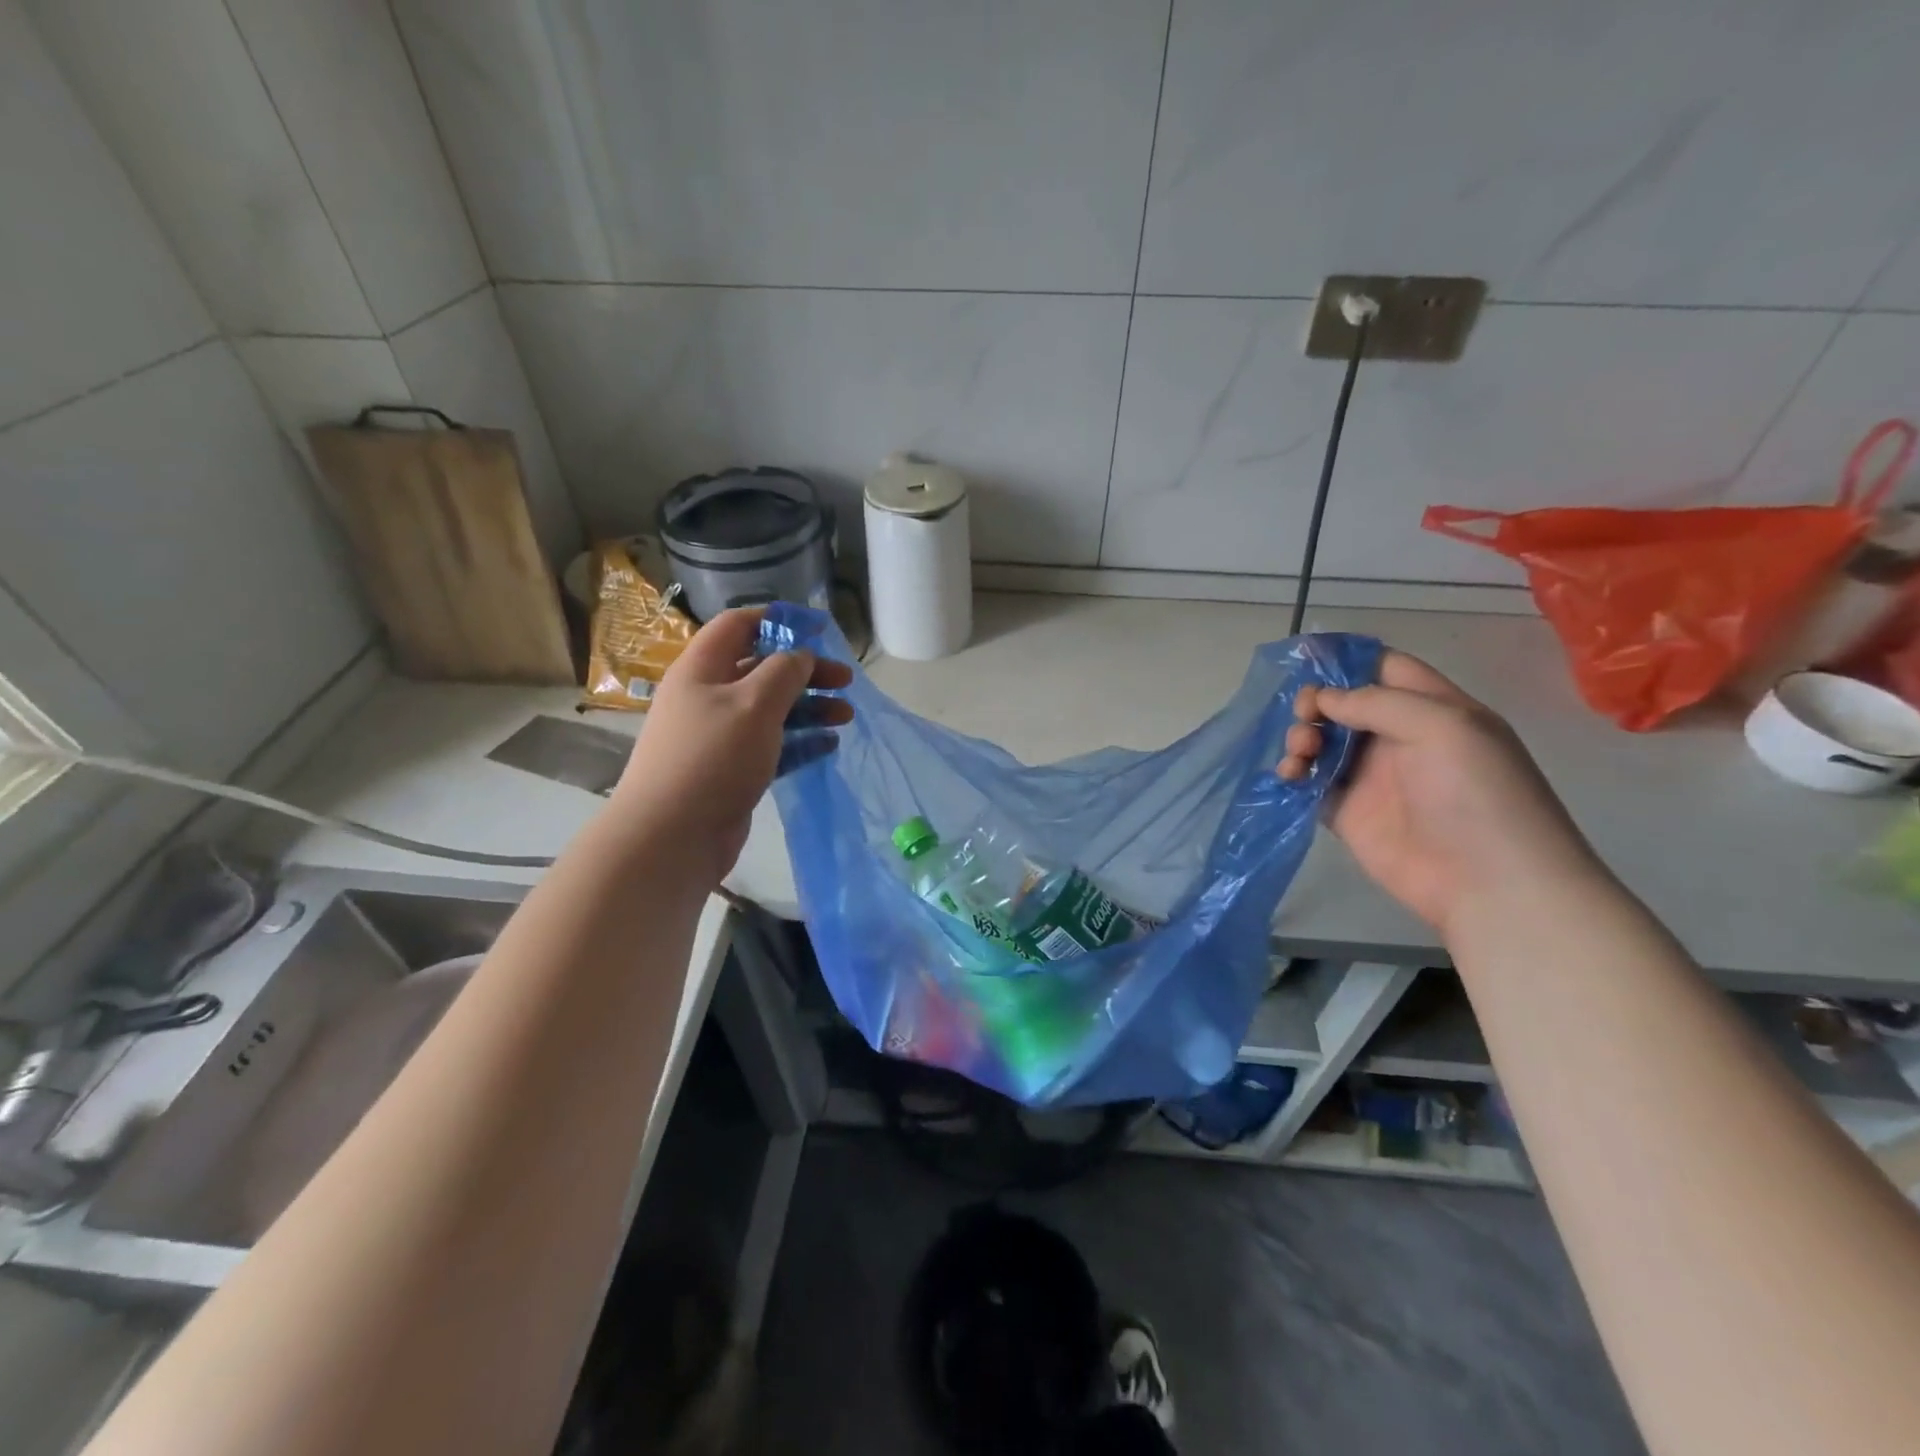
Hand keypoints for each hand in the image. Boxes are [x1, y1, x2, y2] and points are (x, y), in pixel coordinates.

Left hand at [614, 607, 851, 882]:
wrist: (672, 837)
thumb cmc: (713, 757)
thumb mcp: (754, 703)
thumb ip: (784, 672)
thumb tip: (800, 656)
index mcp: (703, 669)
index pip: (739, 625)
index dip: (779, 620)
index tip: (819, 628)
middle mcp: (708, 697)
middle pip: (762, 669)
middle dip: (806, 671)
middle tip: (846, 680)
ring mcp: (720, 736)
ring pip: (771, 710)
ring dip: (809, 708)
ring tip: (846, 716)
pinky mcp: (732, 770)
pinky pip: (772, 746)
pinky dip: (800, 742)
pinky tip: (829, 745)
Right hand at [1278, 651, 1600, 932]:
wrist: (1488, 883)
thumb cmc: (1476, 794)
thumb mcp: (1442, 727)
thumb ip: (1378, 703)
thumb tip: (1324, 699)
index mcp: (1433, 710)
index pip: (1385, 669)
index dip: (1347, 660)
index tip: (1304, 657)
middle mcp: (1400, 738)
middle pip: (1344, 704)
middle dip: (1316, 702)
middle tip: (1304, 716)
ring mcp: (1372, 777)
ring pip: (1322, 741)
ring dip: (1301, 737)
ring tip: (1299, 753)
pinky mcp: (1348, 812)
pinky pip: (1310, 782)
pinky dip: (1293, 773)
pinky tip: (1289, 776)